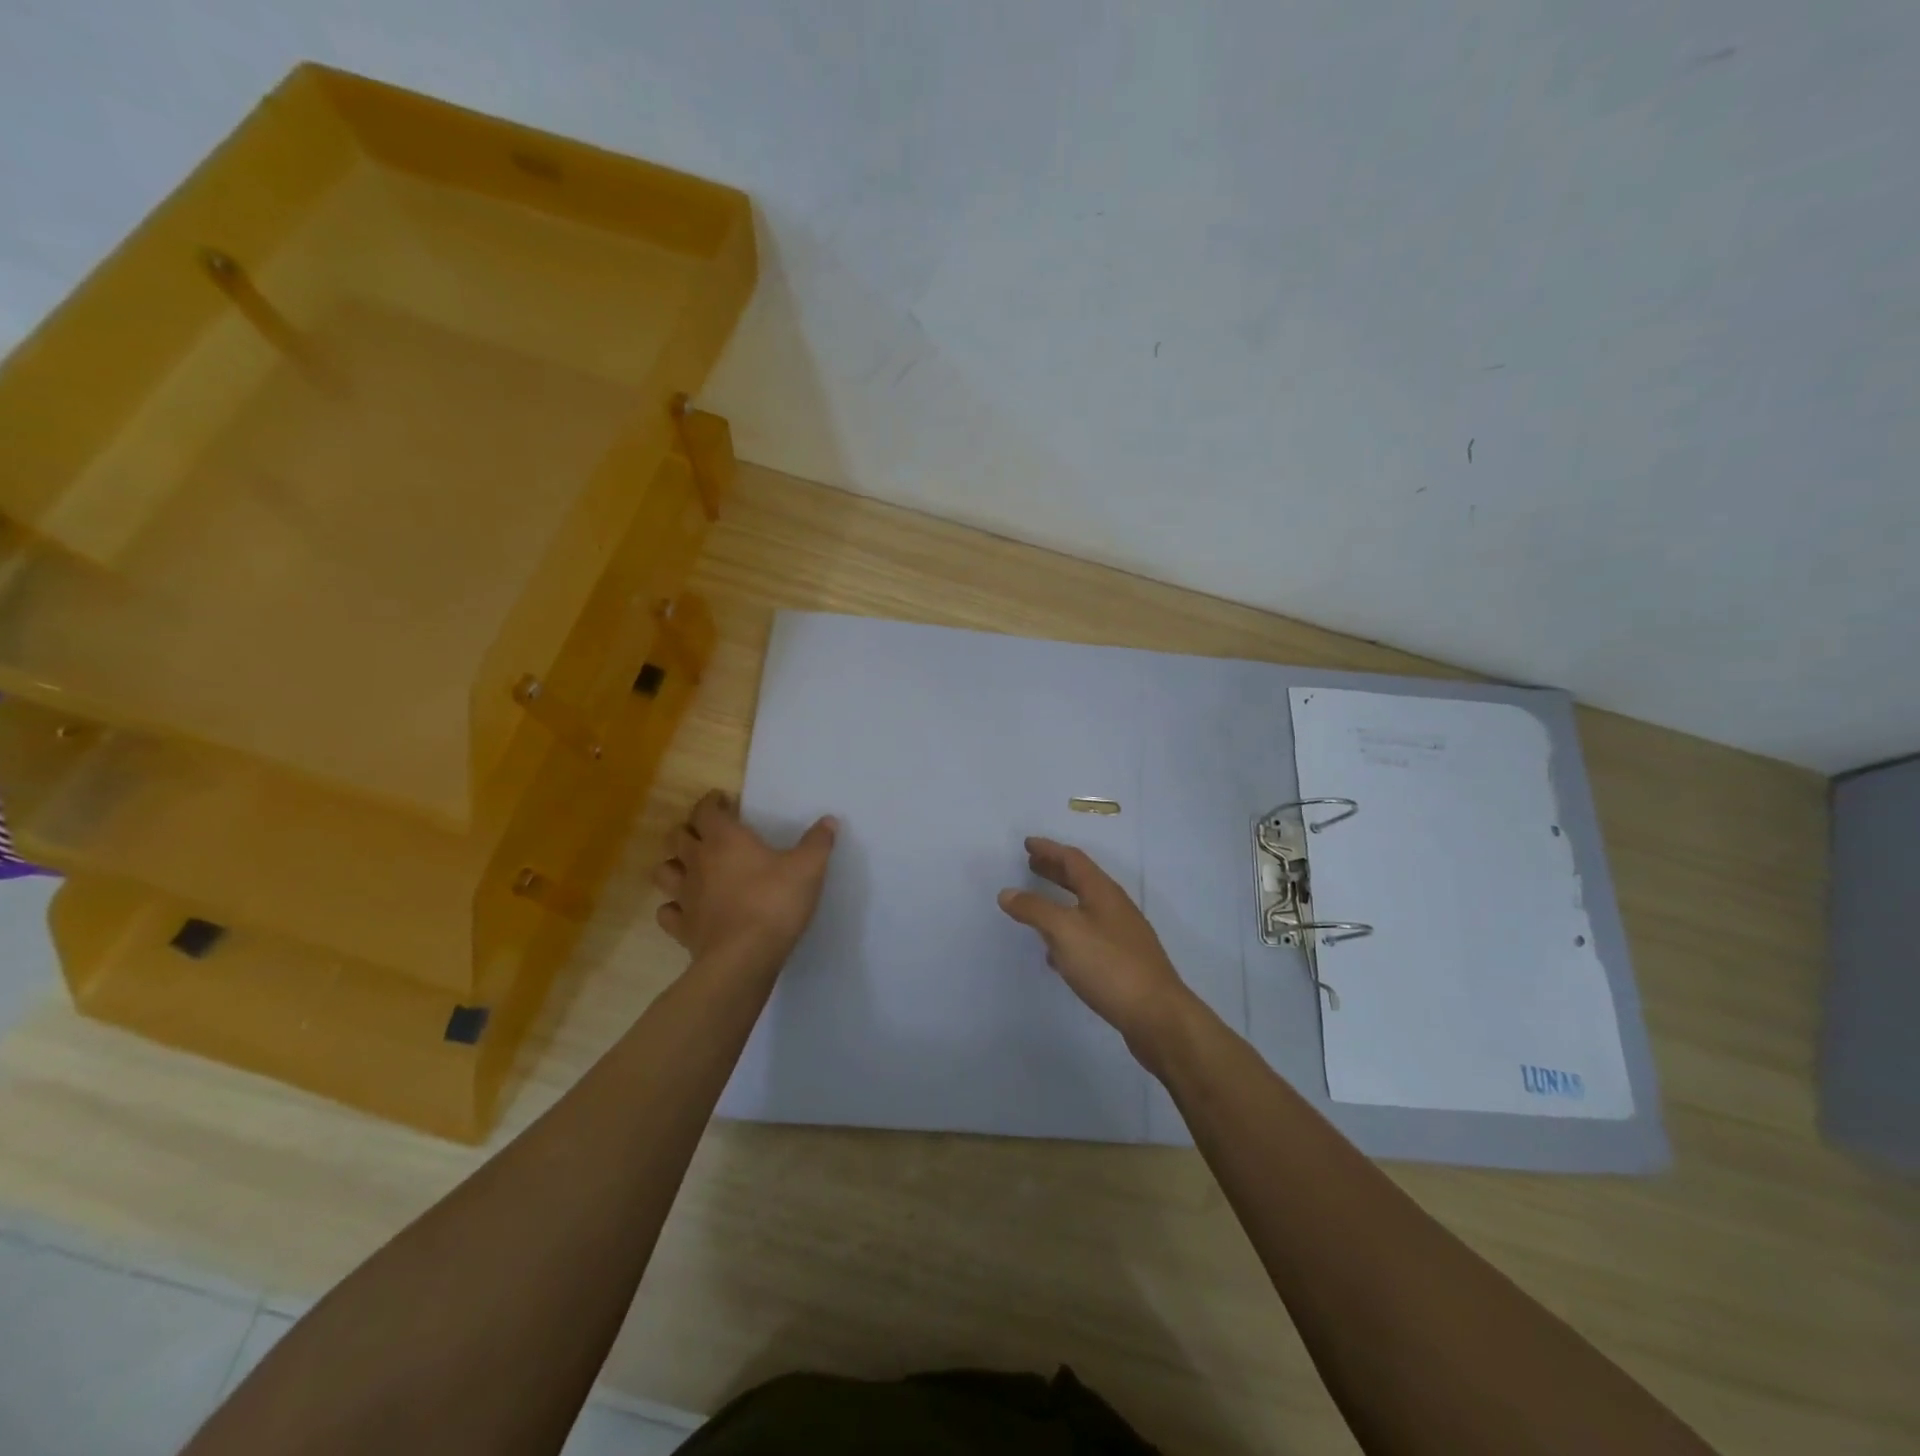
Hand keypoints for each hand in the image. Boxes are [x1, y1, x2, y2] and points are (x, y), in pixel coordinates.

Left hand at [652, 790, 837, 971]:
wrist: (745, 957)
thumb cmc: (775, 902)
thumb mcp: (808, 868)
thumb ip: (818, 842)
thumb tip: (829, 821)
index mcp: (725, 839)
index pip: (706, 810)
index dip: (711, 802)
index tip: (722, 800)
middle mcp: (698, 861)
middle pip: (678, 836)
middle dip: (690, 830)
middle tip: (708, 833)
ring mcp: (685, 895)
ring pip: (665, 870)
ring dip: (675, 865)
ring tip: (691, 868)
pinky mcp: (681, 927)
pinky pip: (667, 911)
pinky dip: (673, 906)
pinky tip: (687, 908)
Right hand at [998, 837, 1193, 1060]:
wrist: (1156, 1015)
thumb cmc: (1109, 965)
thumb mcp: (1064, 932)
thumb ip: (1034, 909)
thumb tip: (1007, 892)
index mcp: (1103, 892)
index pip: (1073, 860)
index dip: (1049, 849)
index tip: (1027, 843)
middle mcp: (1115, 907)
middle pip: (1081, 880)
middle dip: (1055, 870)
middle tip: (1031, 864)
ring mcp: (1122, 935)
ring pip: (1085, 908)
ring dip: (1060, 901)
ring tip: (1037, 905)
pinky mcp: (1123, 961)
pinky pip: (1089, 935)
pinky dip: (1068, 932)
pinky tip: (1056, 952)